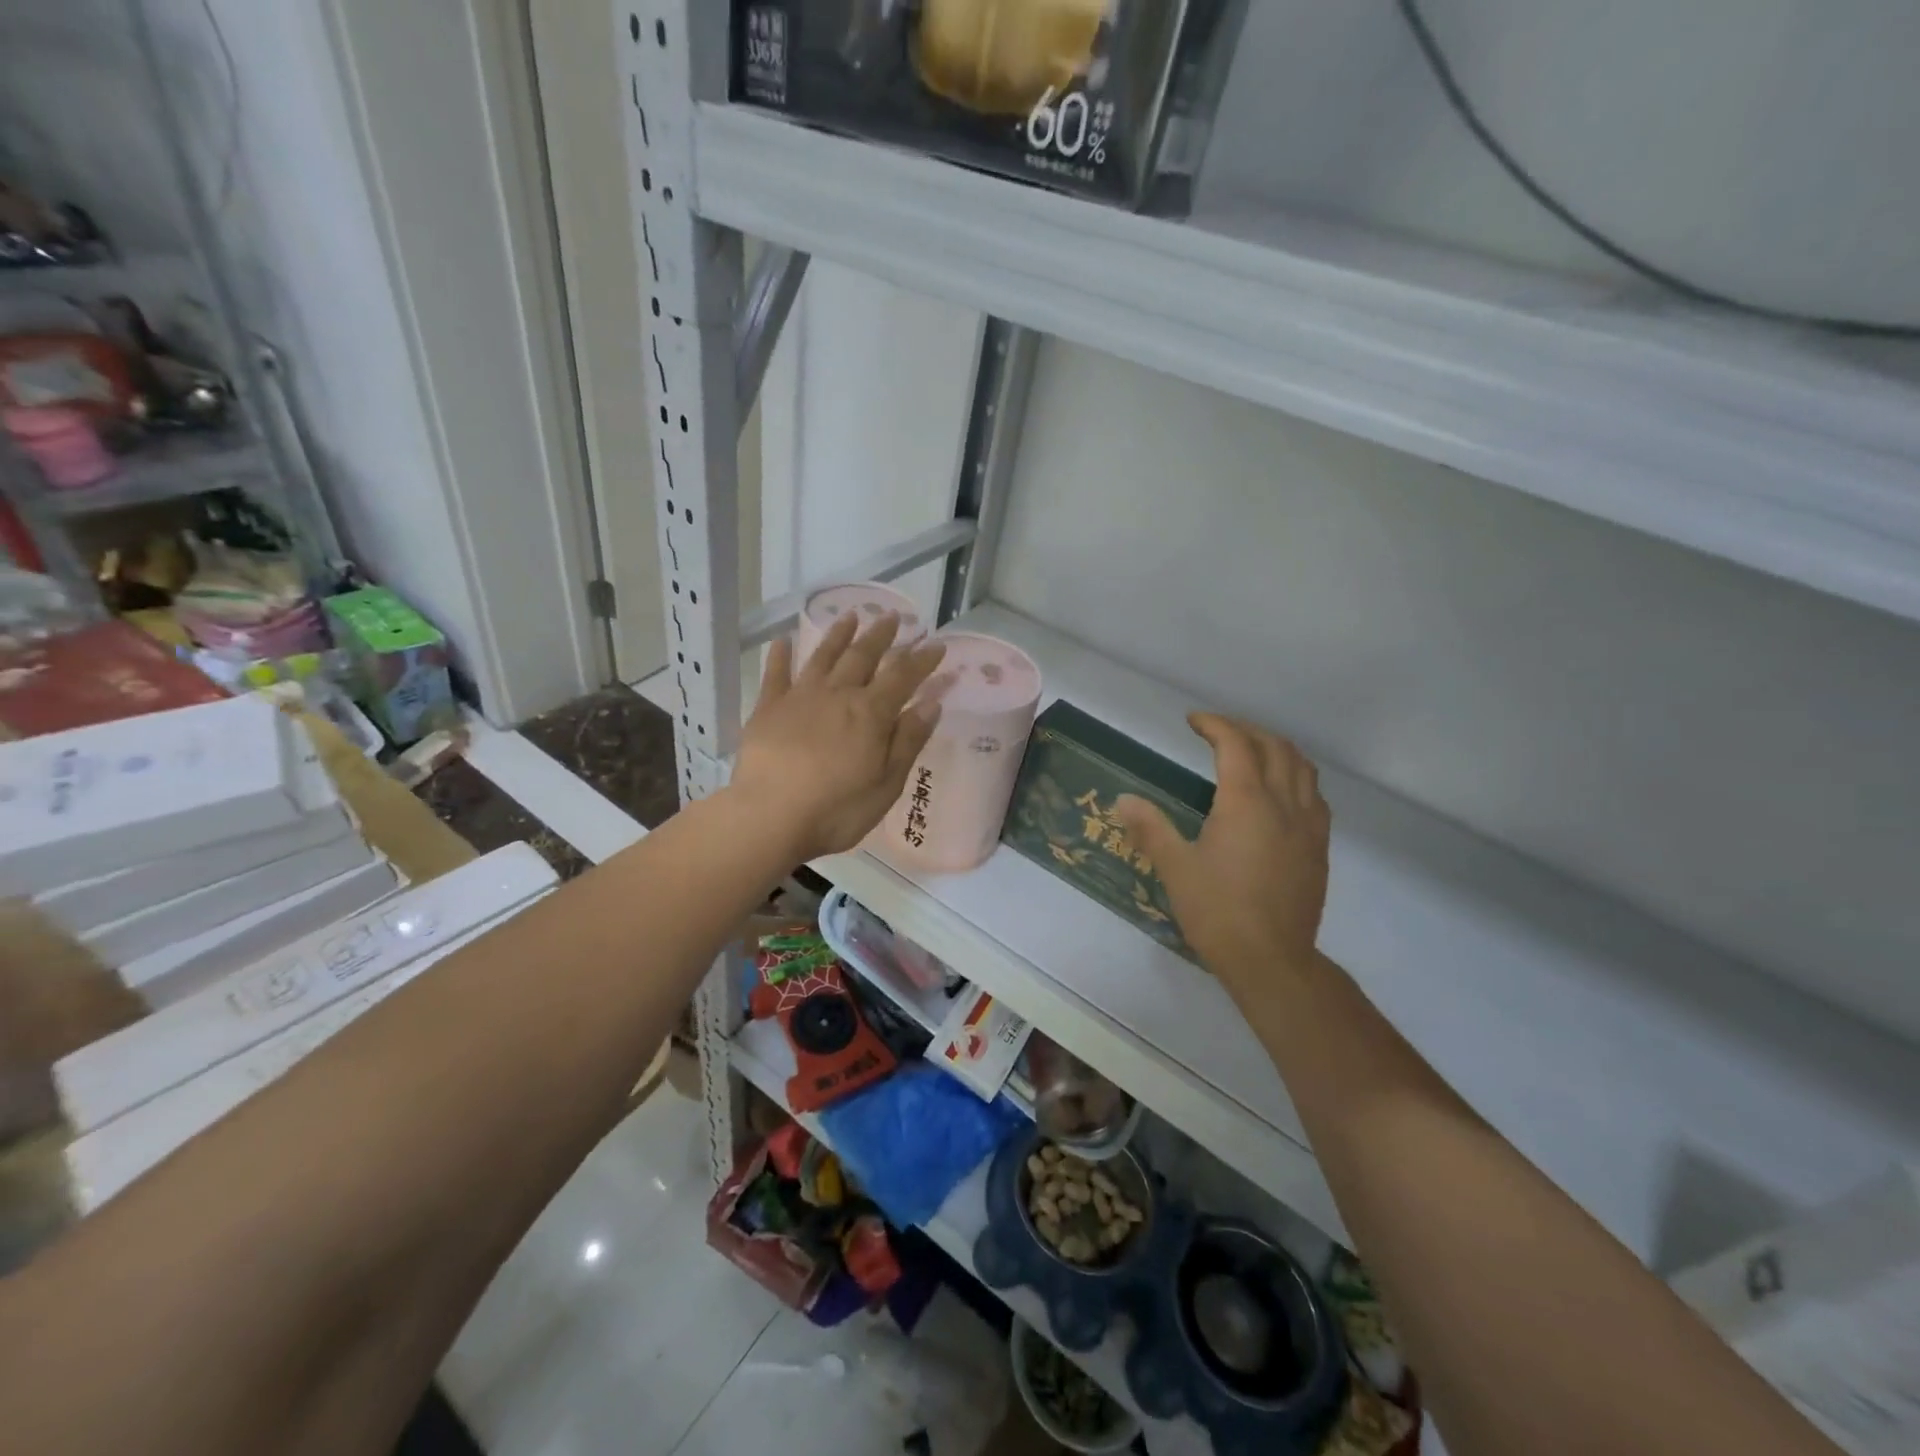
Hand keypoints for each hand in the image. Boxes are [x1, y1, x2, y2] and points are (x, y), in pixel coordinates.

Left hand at [730, 611, 947, 861]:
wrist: (769, 817)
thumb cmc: (836, 810)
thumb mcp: (886, 783)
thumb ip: (908, 740)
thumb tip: (931, 703)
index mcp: (870, 714)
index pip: (903, 677)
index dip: (921, 660)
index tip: (936, 644)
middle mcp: (837, 695)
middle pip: (862, 657)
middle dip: (881, 636)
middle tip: (894, 618)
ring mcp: (799, 698)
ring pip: (823, 657)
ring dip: (838, 635)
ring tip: (850, 616)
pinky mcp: (767, 709)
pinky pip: (775, 675)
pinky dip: (780, 656)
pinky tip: (781, 641)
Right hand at [1113, 714, 1330, 1008]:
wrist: (1271, 959)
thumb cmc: (1217, 911)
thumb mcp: (1175, 867)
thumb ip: (1150, 828)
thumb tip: (1123, 799)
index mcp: (1246, 801)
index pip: (1235, 744)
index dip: (1214, 724)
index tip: (1193, 721)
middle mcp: (1283, 804)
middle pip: (1275, 746)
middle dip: (1246, 730)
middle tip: (1219, 733)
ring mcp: (1308, 826)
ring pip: (1303, 768)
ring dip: (1277, 749)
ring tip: (1252, 752)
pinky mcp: (1319, 848)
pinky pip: (1314, 796)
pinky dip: (1296, 778)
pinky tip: (1281, 794)